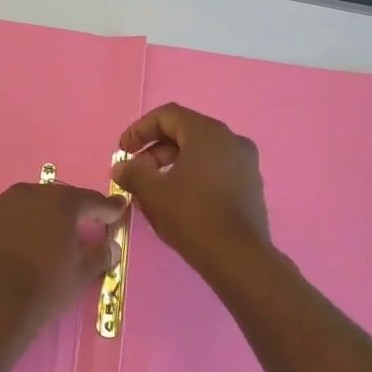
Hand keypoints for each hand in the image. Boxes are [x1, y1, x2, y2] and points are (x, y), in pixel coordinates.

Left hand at [0, 181, 125, 334]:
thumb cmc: (44, 287)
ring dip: (35, 217)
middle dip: (69, 210)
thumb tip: (111, 247)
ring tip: (41, 237)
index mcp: (60, 202)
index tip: (117, 211)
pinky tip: (11, 248)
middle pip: (54, 198)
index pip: (90, 200)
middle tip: (79, 224)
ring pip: (23, 206)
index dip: (107, 208)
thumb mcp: (81, 274)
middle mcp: (27, 194)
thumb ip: (100, 255)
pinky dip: (8, 230)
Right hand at [113, 104, 271, 277]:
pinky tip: (178, 199)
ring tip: (153, 188)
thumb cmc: (191, 215)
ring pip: (201, 152)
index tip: (123, 151)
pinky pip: (216, 168)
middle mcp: (231, 139)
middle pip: (185, 132)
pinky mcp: (251, 185)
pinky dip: (193, 175)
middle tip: (135, 171)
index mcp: (207, 132)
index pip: (167, 115)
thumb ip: (132, 173)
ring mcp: (245, 162)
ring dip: (172, 163)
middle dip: (154, 149)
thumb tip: (121, 167)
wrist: (238, 256)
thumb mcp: (152, 192)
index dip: (140, 129)